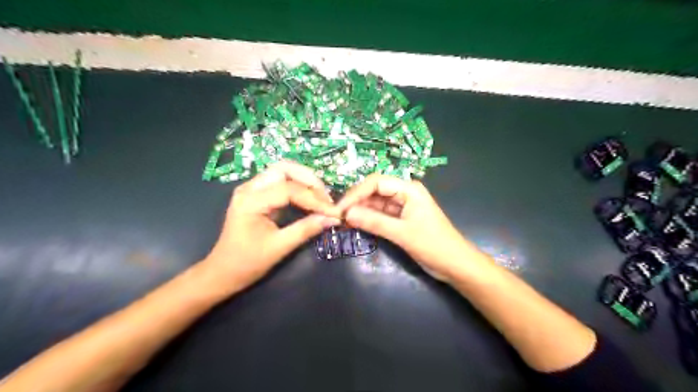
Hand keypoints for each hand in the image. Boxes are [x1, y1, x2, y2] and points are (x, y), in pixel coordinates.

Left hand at [201, 160, 343, 291]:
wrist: (222, 272)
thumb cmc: (247, 263)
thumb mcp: (279, 248)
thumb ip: (305, 229)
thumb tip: (332, 219)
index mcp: (250, 201)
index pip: (289, 189)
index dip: (314, 199)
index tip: (333, 211)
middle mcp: (249, 188)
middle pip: (285, 169)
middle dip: (310, 180)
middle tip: (326, 199)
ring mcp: (251, 189)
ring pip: (283, 171)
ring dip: (305, 181)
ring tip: (321, 198)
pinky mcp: (257, 194)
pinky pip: (280, 181)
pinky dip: (298, 186)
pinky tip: (309, 198)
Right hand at [339, 174, 474, 280]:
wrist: (456, 264)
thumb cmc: (433, 245)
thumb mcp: (402, 233)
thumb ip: (374, 222)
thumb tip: (347, 213)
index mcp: (409, 189)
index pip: (376, 182)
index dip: (356, 193)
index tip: (340, 209)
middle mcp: (404, 193)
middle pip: (374, 191)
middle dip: (356, 202)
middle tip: (338, 217)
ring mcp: (402, 206)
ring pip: (376, 203)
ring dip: (360, 211)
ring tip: (343, 222)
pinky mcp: (401, 219)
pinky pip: (380, 214)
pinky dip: (368, 219)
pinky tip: (356, 225)